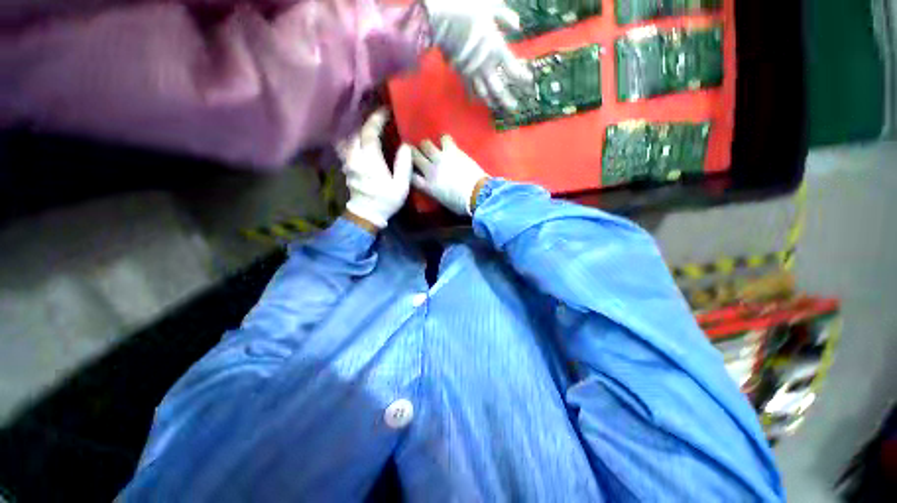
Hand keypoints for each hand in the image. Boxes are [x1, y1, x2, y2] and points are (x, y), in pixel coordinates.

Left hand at [340, 109, 412, 229]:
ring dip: (356, 129)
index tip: (386, 110)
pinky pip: (345, 146)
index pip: (370, 132)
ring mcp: (347, 162)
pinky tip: (358, 139)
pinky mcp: (345, 167)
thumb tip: (405, 146)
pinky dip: (351, 138)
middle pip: (356, 131)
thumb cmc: (386, 200)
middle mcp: (355, 157)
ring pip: (347, 138)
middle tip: (377, 116)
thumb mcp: (401, 185)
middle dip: (366, 121)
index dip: (377, 119)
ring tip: (366, 125)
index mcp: (369, 160)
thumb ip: (403, 164)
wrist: (367, 215)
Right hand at [411, 135, 488, 215]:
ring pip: (425, 144)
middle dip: (413, 153)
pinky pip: (444, 138)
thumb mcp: (443, 202)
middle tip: (416, 153)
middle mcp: (430, 170)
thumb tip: (433, 187)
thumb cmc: (462, 204)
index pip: (411, 176)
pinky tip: (446, 142)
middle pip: (414, 157)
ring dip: (426, 145)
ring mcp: (440, 159)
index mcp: (427, 187)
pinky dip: (444, 139)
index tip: (411, 169)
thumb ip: (434, 192)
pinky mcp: (452, 151)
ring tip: (430, 147)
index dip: (409, 171)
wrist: (476, 194)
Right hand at [423, 0, 531, 111]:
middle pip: (499, 89)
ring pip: (483, 93)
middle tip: (513, 108)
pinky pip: (468, 88)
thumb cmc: (467, 9)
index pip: (513, 69)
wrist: (442, 18)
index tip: (528, 83)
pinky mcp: (460, 72)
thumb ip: (505, 16)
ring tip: (495, 108)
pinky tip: (474, 101)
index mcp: (497, 49)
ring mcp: (472, 72)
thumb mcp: (491, 6)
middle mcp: (486, 65)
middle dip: (507, 100)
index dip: (522, 78)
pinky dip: (472, 96)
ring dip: (490, 101)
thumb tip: (517, 25)